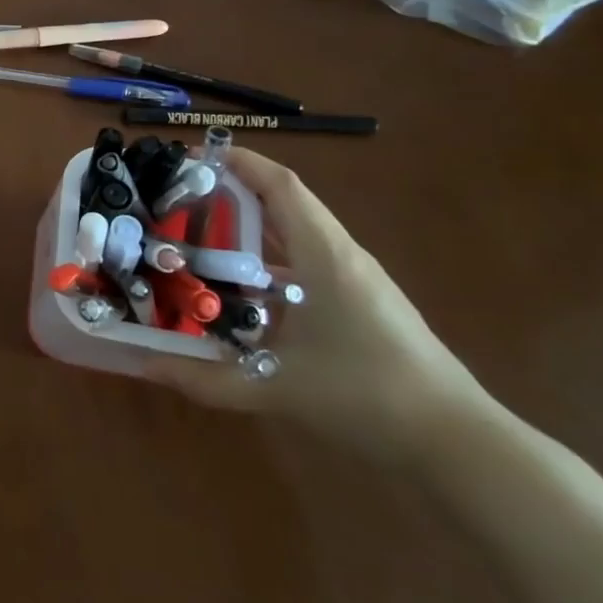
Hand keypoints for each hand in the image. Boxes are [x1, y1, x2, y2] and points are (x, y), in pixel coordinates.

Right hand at [137, 147, 488, 461]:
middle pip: (282, 205)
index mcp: (324, 256)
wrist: (460, 445)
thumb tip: (142, 365)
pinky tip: (239, 291)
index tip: (189, 156)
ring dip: (248, 231)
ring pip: (294, 237)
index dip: (237, 162)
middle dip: (229, 195)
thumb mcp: (275, 387)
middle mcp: (339, 256)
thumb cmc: (367, 397)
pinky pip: (304, 265)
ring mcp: (354, 281)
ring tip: (196, 239)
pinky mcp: (361, 305)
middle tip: (177, 202)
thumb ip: (203, 378)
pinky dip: (267, 264)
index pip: (280, 186)